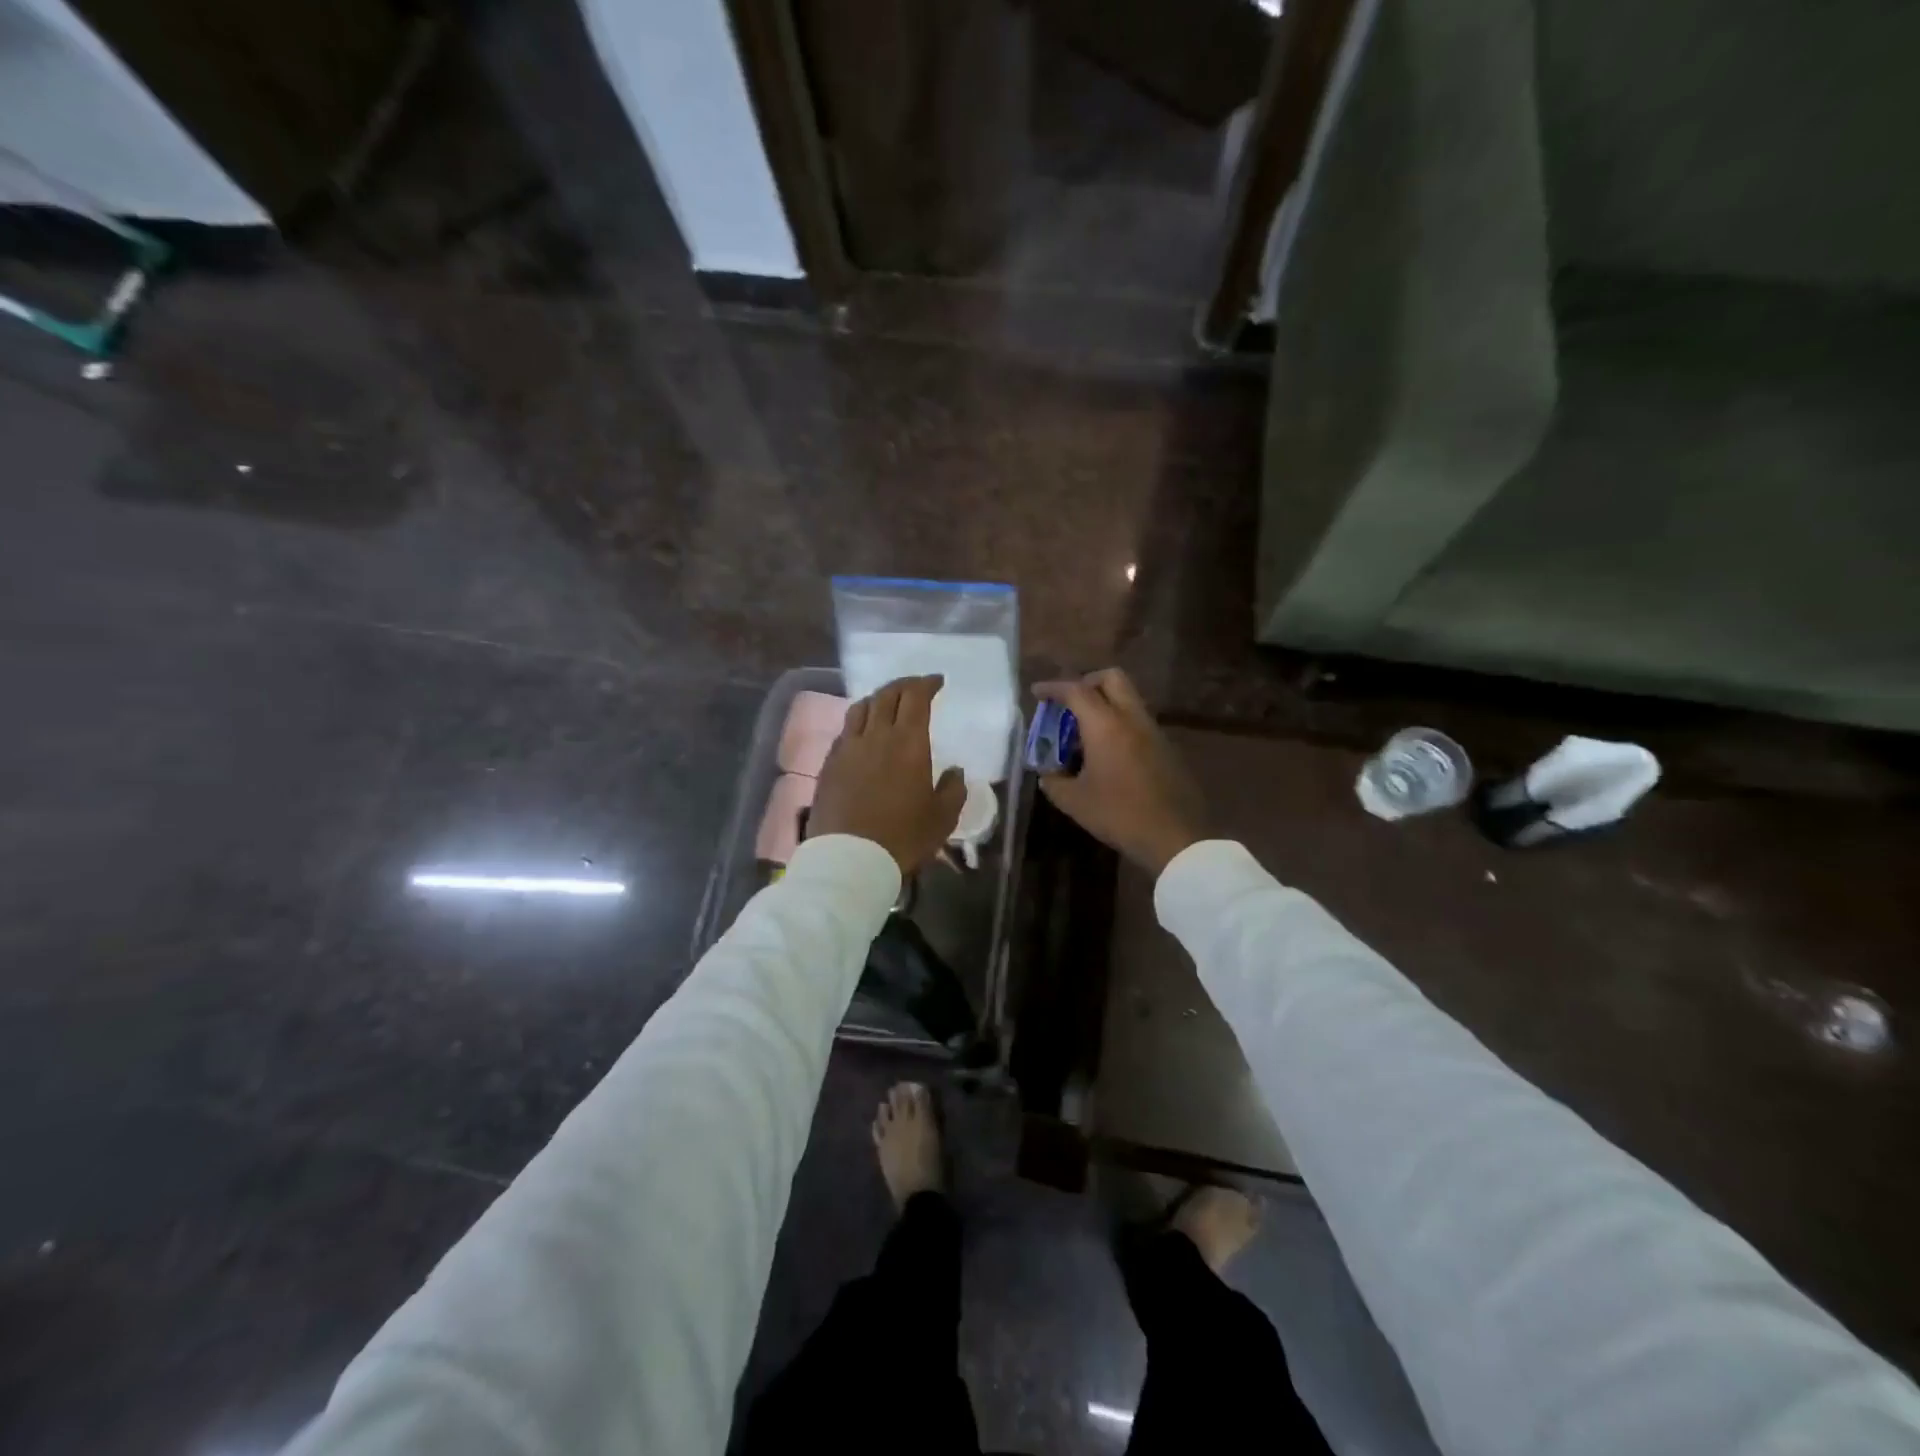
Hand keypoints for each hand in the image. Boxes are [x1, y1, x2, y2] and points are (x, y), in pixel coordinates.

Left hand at [810, 675, 966, 873]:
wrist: (849, 860)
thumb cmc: (903, 838)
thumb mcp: (942, 818)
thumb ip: (953, 789)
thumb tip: (955, 771)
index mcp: (908, 743)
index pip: (915, 697)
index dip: (927, 684)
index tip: (937, 682)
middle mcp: (876, 736)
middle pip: (886, 695)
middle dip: (903, 685)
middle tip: (915, 687)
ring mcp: (848, 749)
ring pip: (860, 708)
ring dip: (877, 699)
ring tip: (887, 704)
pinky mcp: (829, 765)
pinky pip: (845, 731)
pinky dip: (858, 723)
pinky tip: (862, 734)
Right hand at [1030, 668, 1206, 875]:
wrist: (1174, 836)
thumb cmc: (1118, 814)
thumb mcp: (1074, 802)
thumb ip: (1054, 781)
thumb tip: (1048, 774)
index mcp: (1105, 725)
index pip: (1076, 690)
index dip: (1053, 688)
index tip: (1037, 692)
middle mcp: (1131, 718)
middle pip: (1111, 678)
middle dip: (1086, 682)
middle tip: (1068, 703)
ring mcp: (1153, 731)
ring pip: (1128, 699)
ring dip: (1105, 704)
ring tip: (1085, 732)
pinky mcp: (1166, 747)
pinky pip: (1138, 721)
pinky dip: (1119, 723)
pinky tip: (1108, 752)